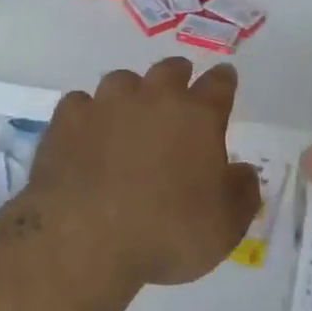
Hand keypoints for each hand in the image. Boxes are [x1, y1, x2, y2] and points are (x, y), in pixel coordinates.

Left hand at [28, 58, 260, 286]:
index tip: (225, 78)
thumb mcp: (225, 227)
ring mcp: (107, 104)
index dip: (224, 80)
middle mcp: (153, 98)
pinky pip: (81, 103)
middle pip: (170, 70)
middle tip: (179, 91)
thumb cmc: (166, 234)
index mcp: (197, 116)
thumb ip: (242, 193)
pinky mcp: (68, 120)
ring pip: (123, 80)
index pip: (219, 84)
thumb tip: (243, 172)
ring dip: (131, 93)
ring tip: (129, 114)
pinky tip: (87, 133)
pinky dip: (88, 114)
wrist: (85, 240)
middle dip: (178, 76)